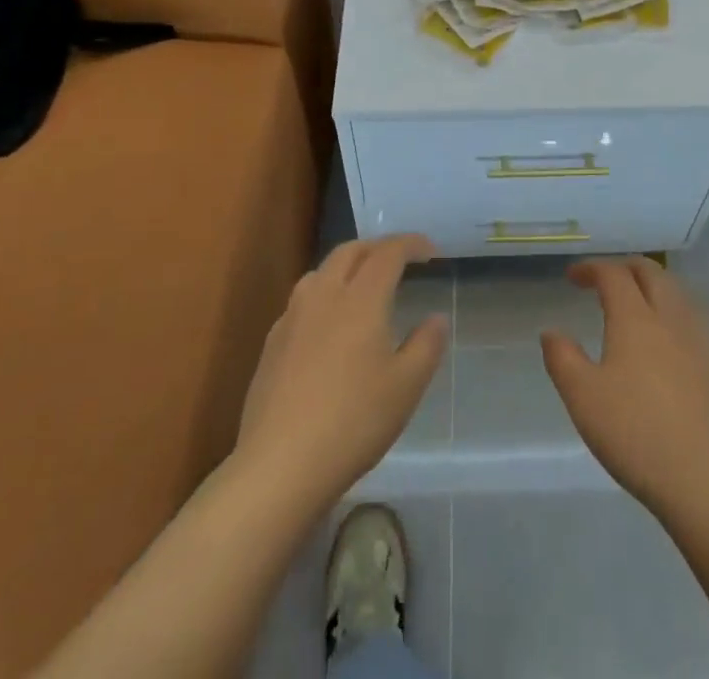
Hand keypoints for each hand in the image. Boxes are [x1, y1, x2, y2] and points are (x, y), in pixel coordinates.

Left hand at [234, 235, 447, 510]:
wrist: (280, 465)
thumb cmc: (353, 421)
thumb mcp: (406, 387)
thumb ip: (426, 345)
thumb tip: (436, 318)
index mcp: (361, 299)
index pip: (388, 253)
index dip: (411, 244)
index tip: (430, 250)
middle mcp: (324, 295)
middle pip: (350, 251)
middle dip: (377, 247)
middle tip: (399, 260)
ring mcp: (292, 318)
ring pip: (321, 271)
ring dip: (346, 266)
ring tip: (362, 285)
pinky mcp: (272, 343)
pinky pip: (302, 300)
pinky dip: (323, 295)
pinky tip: (328, 325)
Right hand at [541, 257, 708, 523]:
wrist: (706, 480)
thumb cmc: (636, 434)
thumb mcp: (583, 398)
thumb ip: (563, 358)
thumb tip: (552, 332)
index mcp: (635, 318)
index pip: (613, 274)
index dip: (591, 268)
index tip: (572, 277)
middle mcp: (670, 317)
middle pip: (650, 272)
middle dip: (624, 267)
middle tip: (604, 281)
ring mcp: (700, 339)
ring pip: (676, 291)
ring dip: (652, 285)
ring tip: (635, 303)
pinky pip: (693, 317)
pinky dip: (673, 309)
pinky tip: (667, 337)